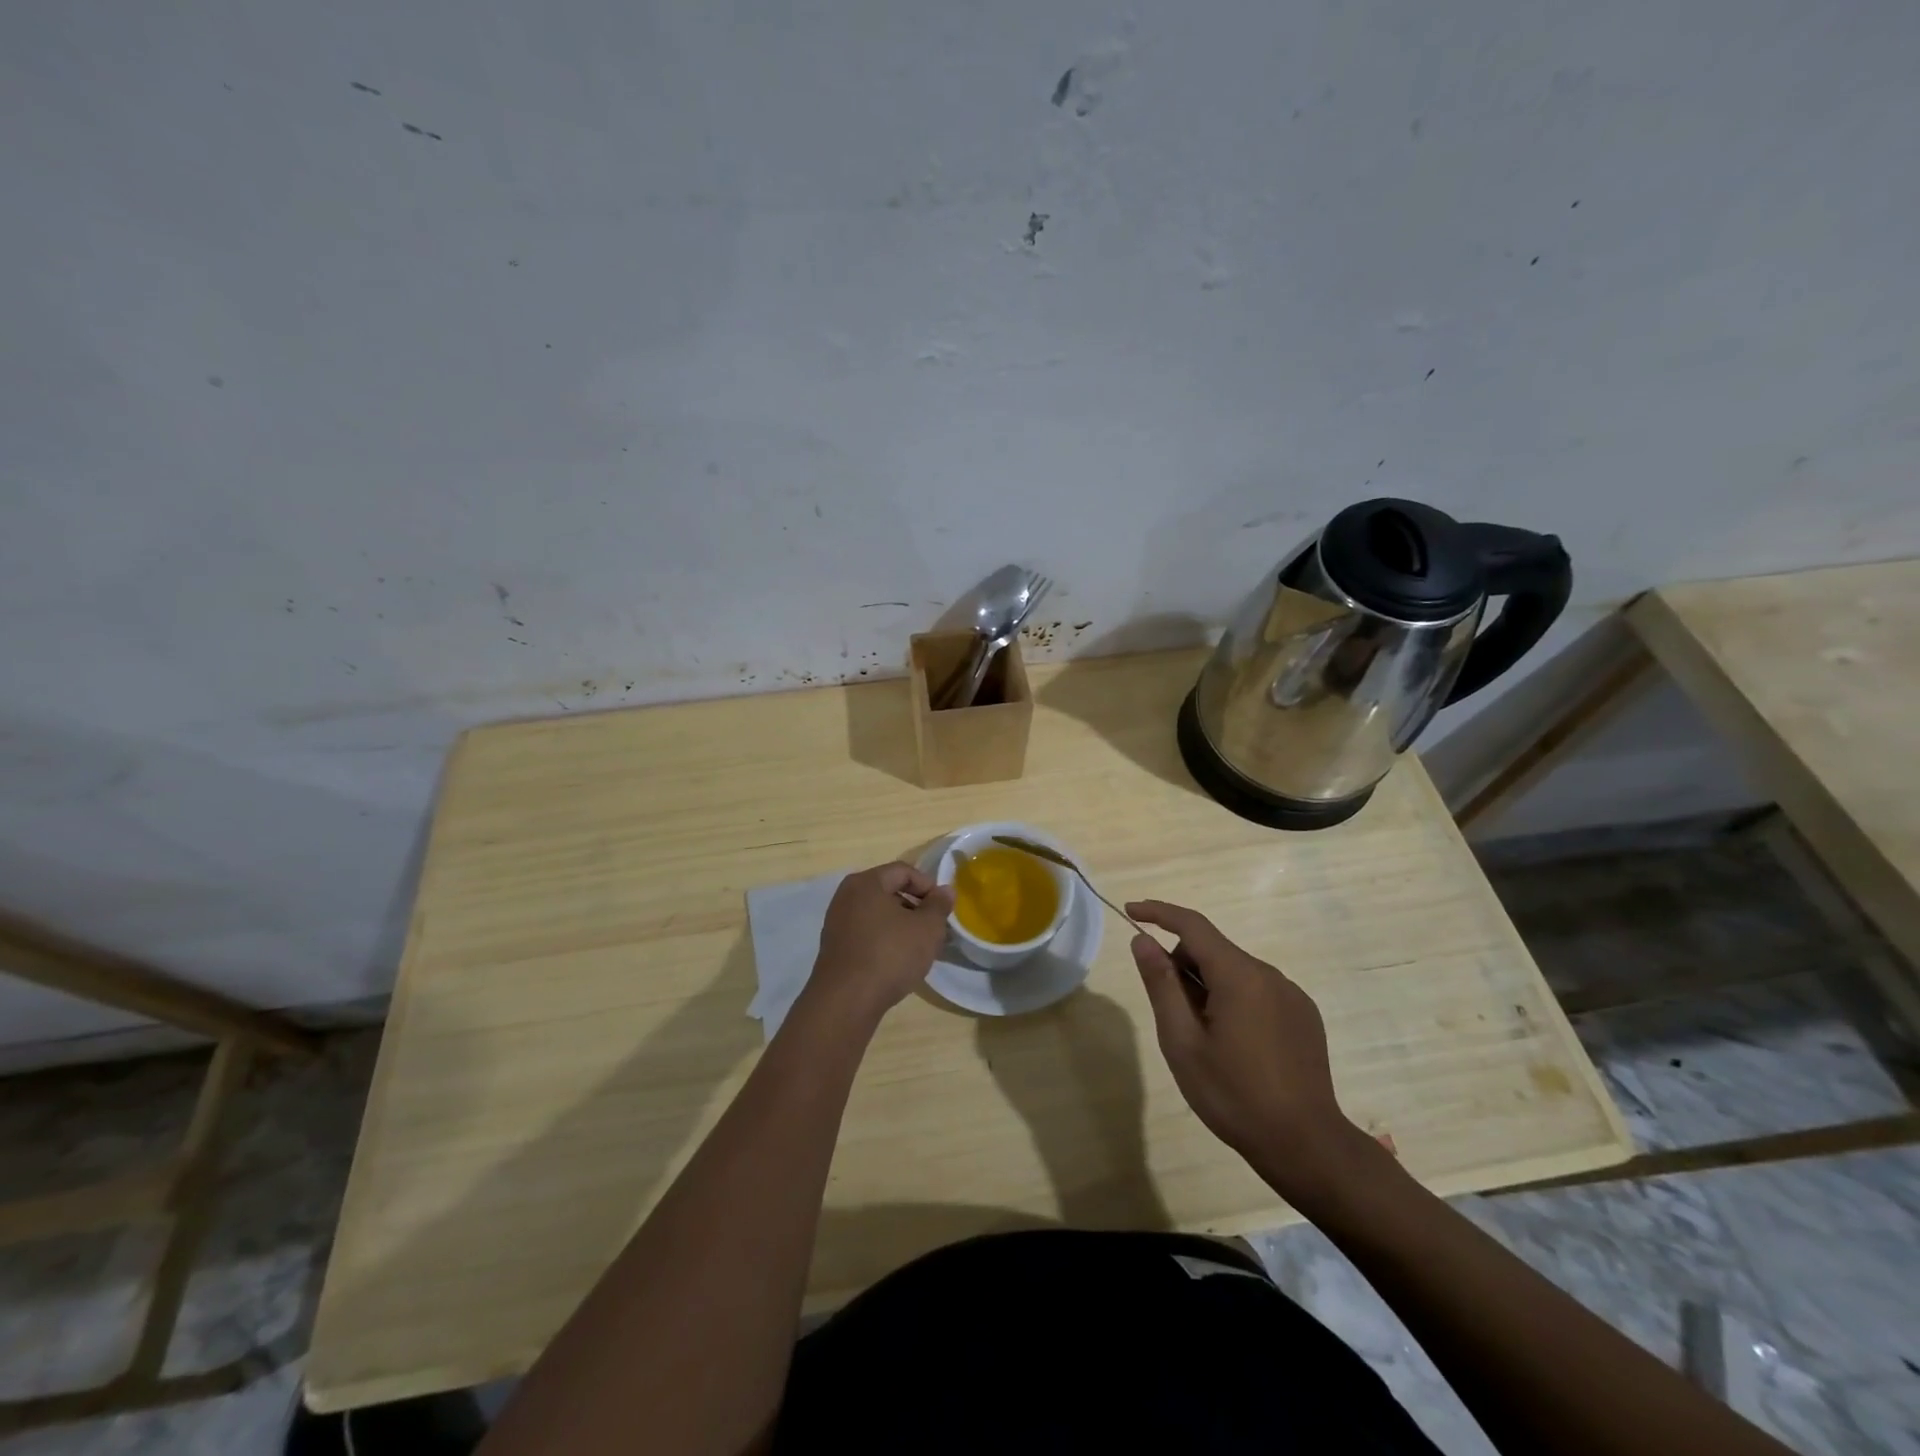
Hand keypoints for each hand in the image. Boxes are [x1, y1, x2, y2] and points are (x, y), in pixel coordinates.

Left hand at [805, 862, 953, 1026]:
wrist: (846, 1001)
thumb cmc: (890, 955)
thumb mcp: (927, 928)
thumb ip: (939, 905)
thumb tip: (945, 890)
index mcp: (866, 882)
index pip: (903, 871)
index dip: (928, 885)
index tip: (943, 908)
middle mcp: (846, 896)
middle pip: (888, 890)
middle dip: (915, 906)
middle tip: (934, 927)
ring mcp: (837, 922)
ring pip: (877, 914)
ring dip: (901, 924)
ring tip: (919, 946)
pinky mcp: (835, 947)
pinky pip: (866, 932)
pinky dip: (884, 939)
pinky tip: (897, 960)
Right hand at [1127, 899, 1369, 1203]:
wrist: (1306, 1146)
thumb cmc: (1234, 1096)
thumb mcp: (1182, 1042)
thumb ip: (1161, 985)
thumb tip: (1143, 940)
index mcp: (1239, 976)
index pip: (1192, 925)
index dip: (1158, 912)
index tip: (1131, 910)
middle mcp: (1269, 974)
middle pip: (1212, 950)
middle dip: (1182, 967)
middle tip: (1171, 1016)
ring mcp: (1291, 995)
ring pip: (1234, 972)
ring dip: (1208, 988)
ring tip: (1204, 1040)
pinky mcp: (1304, 1016)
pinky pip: (1257, 991)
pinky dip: (1234, 1001)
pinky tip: (1236, 1047)